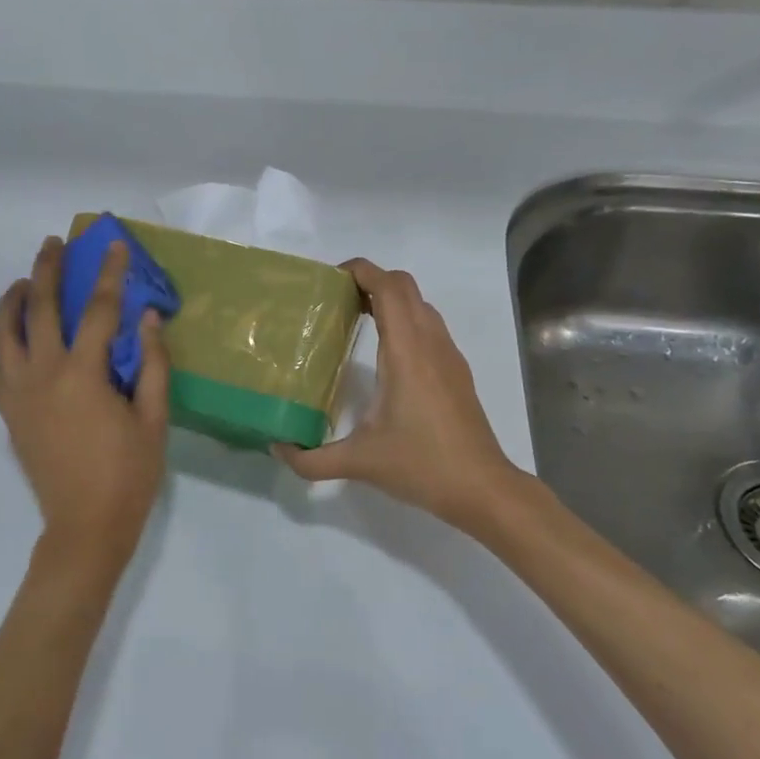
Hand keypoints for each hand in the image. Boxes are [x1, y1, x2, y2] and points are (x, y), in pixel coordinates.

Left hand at [0, 236, 170, 576]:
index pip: (98, 309)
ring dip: (12, 299)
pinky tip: (6, 336)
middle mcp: (43, 374)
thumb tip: (148, 317)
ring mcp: (19, 393)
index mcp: (83, 374)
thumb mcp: (154, 419)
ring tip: (23, 281)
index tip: (113, 246)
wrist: (85, 526)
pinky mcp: (8, 412)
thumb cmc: (128, 474)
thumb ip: (152, 364)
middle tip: (53, 243)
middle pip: (40, 307)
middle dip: (47, 268)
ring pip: (4, 332)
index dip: (109, 274)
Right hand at [274, 259, 521, 534]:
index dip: (361, 270)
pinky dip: (405, 319)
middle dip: (371, 280)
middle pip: (405, 286)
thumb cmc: (421, 465)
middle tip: (337, 299)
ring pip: (420, 304)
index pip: (388, 288)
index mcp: (407, 352)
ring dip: (390, 298)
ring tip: (356, 318)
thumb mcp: (358, 463)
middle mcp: (431, 343)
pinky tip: (384, 352)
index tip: (330, 278)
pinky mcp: (457, 371)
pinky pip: (429, 326)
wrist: (481, 488)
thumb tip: (278, 448)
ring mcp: (449, 355)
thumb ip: (311, 459)